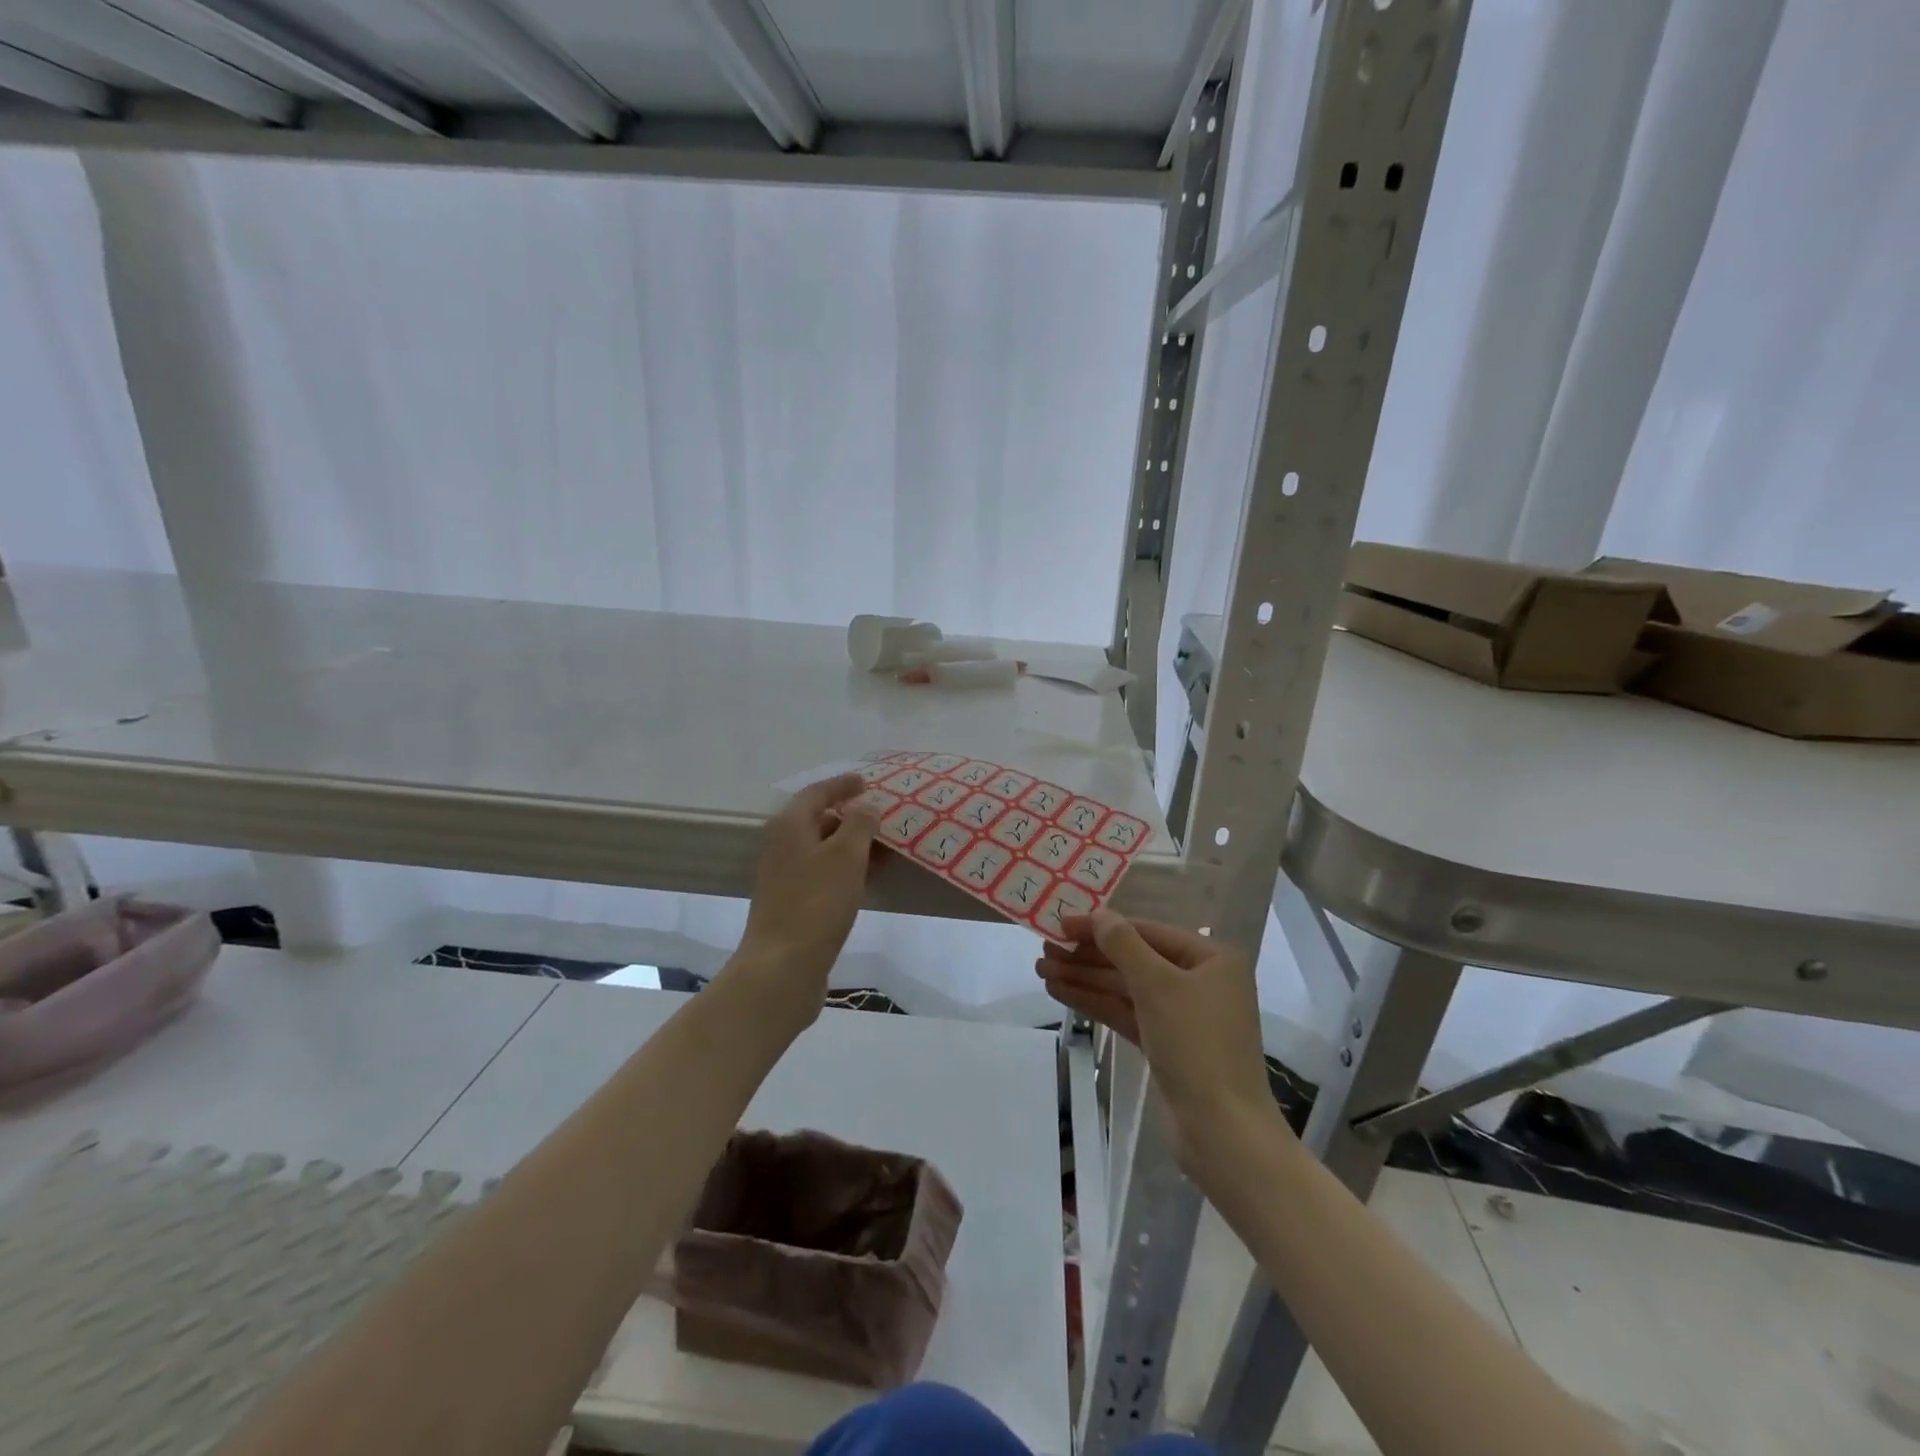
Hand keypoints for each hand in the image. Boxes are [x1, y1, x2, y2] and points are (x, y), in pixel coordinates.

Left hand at [735, 773, 879, 1027]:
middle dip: (851, 817)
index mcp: (789, 827)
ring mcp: (784, 879)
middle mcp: (782, 847)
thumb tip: (866, 805)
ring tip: (885, 848)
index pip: (816, 793)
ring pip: (823, 851)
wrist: (783, 967)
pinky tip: (869, 880)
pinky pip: (824, 875)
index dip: (842, 785)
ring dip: (852, 847)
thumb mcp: (846, 855)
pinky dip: (846, 871)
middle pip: (818, 821)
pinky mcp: (793, 905)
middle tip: (883, 817)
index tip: (867, 782)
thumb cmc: (816, 902)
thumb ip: (860, 824)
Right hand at [1037, 910, 1275, 1157]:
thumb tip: (1099, 914)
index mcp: (1211, 958)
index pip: (1146, 931)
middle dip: (1088, 956)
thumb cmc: (1196, 1043)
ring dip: (1085, 979)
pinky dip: (1095, 1003)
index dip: (1101, 927)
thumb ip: (1123, 944)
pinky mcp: (1166, 1044)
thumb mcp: (1157, 985)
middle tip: (1044, 950)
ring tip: (1042, 970)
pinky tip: (1060, 992)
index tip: (1060, 924)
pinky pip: (1127, 1013)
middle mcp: (1200, 981)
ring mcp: (1183, 1015)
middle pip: (1134, 959)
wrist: (1222, 1131)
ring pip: (1126, 988)